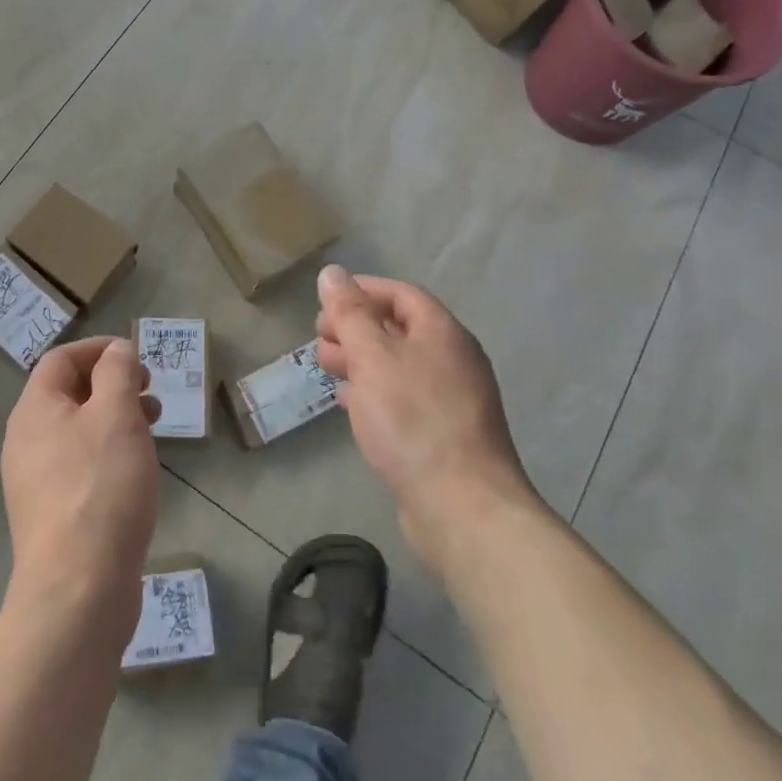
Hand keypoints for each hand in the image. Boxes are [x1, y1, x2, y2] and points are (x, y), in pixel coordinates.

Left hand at [1, 337, 158, 637]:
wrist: (78, 589)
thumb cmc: (101, 487)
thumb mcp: (116, 414)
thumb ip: (117, 372)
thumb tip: (115, 351)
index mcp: (34, 410)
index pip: (61, 359)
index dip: (99, 350)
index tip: (137, 358)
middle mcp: (26, 440)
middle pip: (68, 394)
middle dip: (112, 384)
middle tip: (149, 393)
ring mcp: (35, 481)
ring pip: (77, 430)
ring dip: (114, 418)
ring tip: (152, 429)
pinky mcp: (51, 514)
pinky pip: (80, 464)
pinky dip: (108, 452)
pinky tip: (135, 471)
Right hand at [315, 266, 543, 575]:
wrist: (462, 507)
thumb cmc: (413, 420)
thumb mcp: (372, 357)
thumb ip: (350, 313)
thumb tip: (332, 272)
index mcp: (442, 332)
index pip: (400, 293)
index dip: (361, 290)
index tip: (324, 301)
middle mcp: (452, 359)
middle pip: (398, 328)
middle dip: (355, 327)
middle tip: (319, 339)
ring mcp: (451, 399)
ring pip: (397, 365)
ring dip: (359, 360)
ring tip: (325, 368)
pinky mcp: (443, 434)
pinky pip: (402, 398)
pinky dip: (372, 391)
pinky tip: (347, 403)